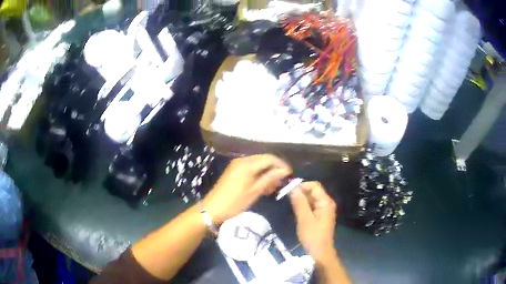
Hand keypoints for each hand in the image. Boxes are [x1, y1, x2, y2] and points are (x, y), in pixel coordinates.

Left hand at [203, 154, 291, 223]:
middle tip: (282, 182)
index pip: (270, 158)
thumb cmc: (235, 202)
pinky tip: (263, 186)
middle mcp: (242, 160)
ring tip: (274, 187)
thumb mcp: (254, 191)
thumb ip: (270, 178)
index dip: (282, 165)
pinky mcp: (234, 170)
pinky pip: (251, 168)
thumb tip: (285, 171)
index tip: (290, 175)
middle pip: (264, 159)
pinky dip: (259, 175)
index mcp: (248, 164)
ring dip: (267, 173)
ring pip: (258, 164)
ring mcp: (237, 165)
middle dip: (275, 169)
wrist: (212, 208)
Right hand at [290, 182, 336, 261]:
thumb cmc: (312, 236)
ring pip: (312, 198)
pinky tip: (296, 209)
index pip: (314, 186)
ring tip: (289, 202)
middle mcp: (327, 203)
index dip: (301, 185)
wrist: (320, 252)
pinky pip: (312, 205)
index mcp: (325, 202)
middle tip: (286, 196)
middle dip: (300, 191)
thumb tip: (293, 187)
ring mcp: (324, 209)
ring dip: (301, 198)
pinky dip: (304, 205)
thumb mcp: (304, 219)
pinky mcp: (320, 216)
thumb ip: (299, 202)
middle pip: (313, 191)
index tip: (288, 190)